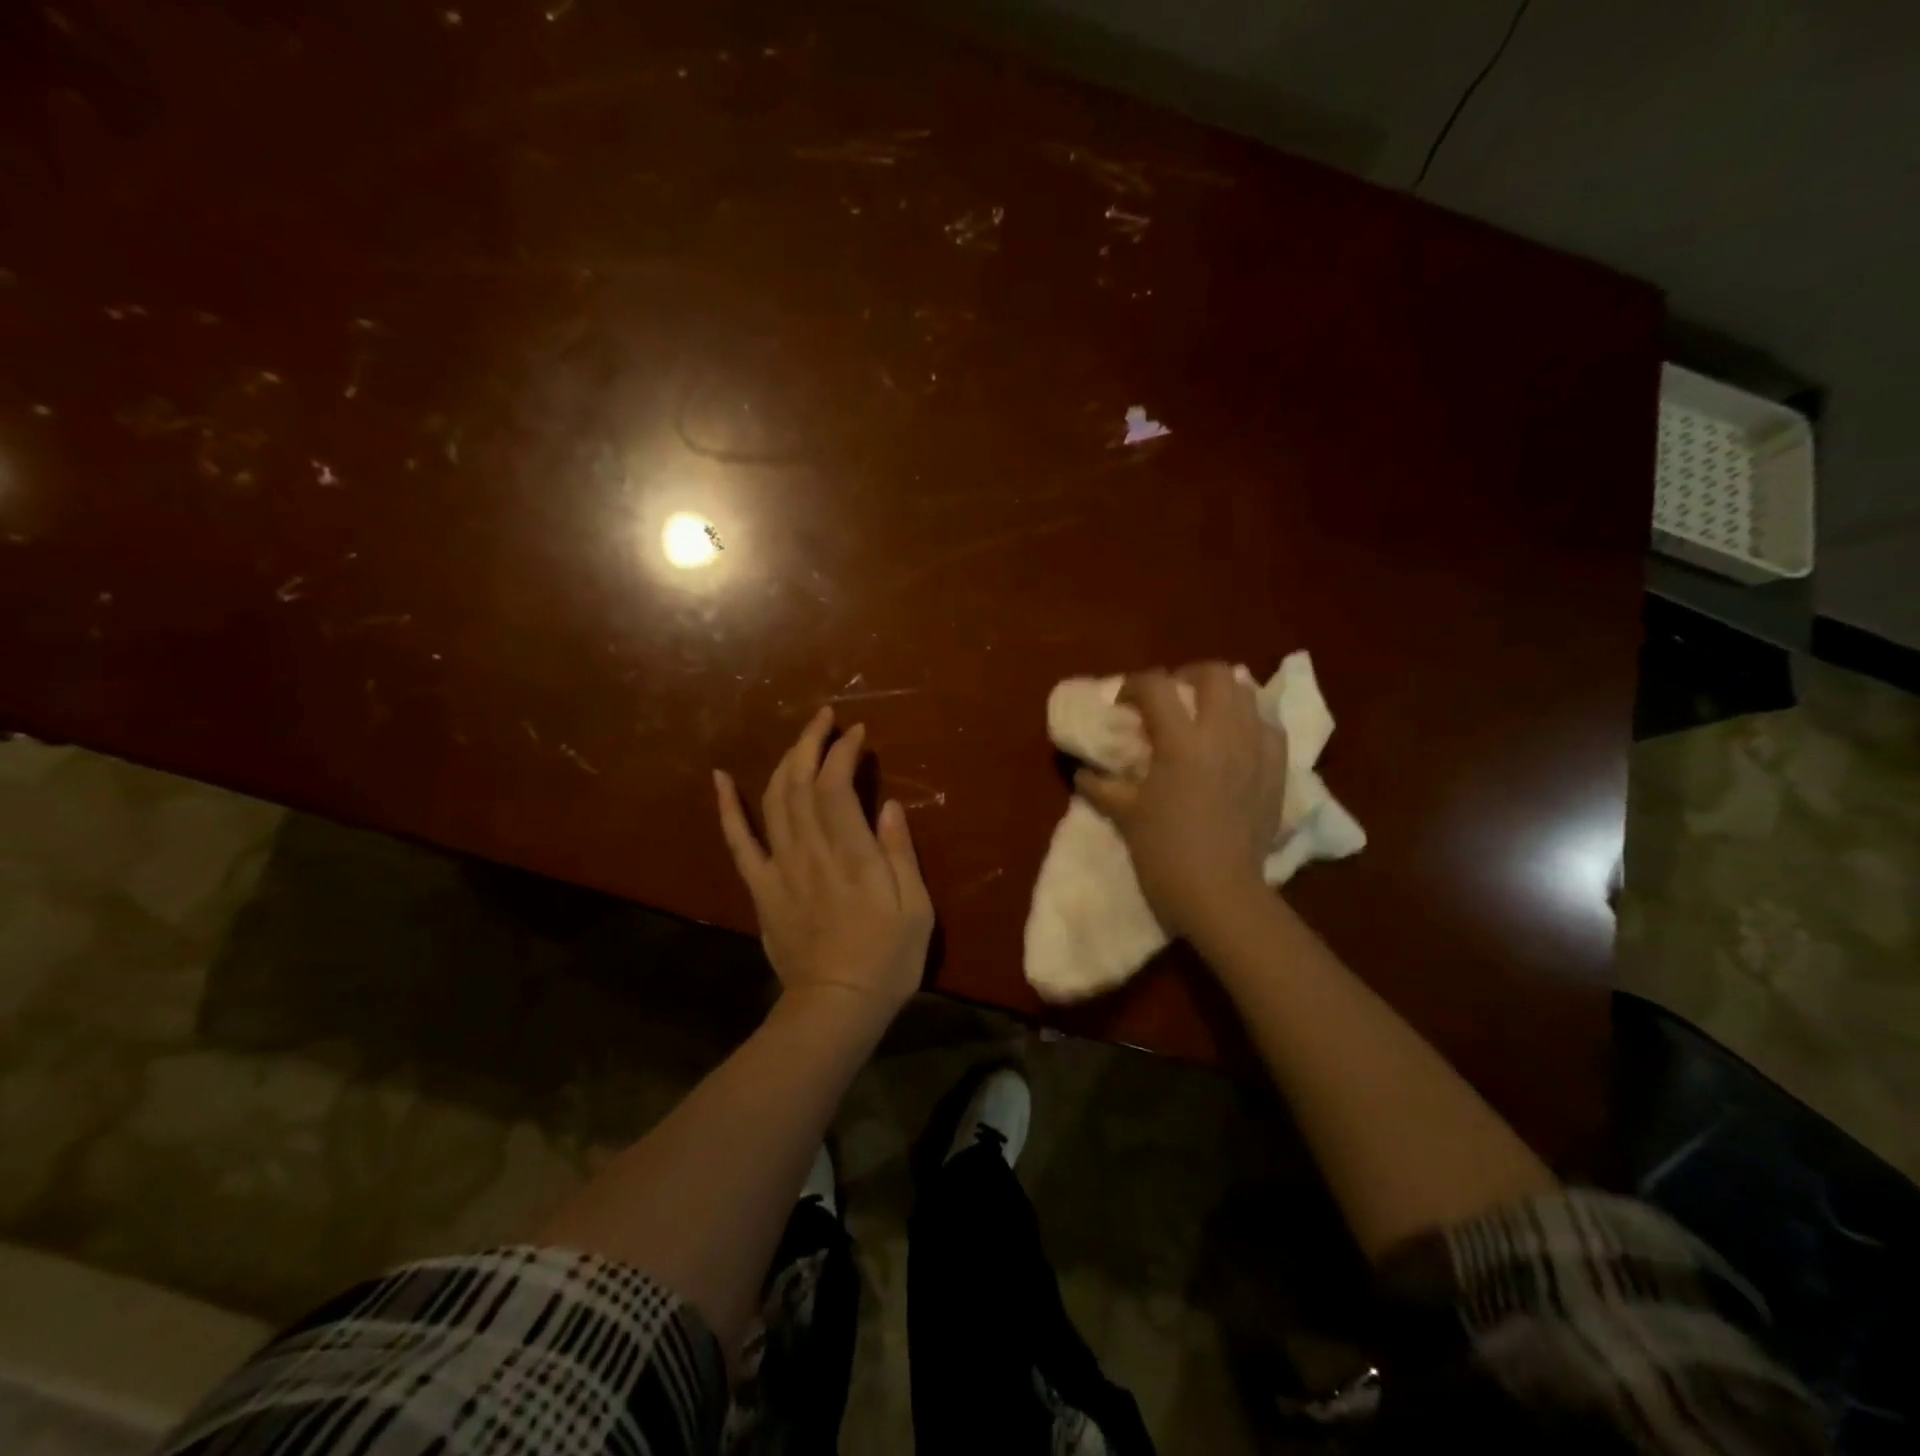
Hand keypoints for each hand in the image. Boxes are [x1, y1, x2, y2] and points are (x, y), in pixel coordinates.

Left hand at [715, 707, 934, 1028]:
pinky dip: (728, 807)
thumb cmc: (887, 959)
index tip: (857, 733)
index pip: (837, 787)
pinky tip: (720, 779)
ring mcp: (779, 868)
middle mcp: (811, 852)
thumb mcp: (916, 909)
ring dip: (784, 762)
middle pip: (801, 783)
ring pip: (774, 801)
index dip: (843, 752)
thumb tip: (888, 805)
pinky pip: (738, 841)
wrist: (836, 1006)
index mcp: (852, 855)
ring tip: (800, 739)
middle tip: (826, 718)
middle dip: (811, 743)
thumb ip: (900, 853)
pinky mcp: (761, 887)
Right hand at [1075, 663, 1288, 939]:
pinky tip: (1237, 740)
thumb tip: (1083, 772)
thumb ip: (1101, 787)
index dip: (1134, 685)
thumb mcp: (1125, 815)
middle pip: (1212, 674)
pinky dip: (1251, 722)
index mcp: (1181, 741)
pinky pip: (1270, 727)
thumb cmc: (1164, 853)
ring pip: (1247, 694)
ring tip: (1204, 713)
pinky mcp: (1278, 771)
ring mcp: (1256, 750)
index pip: (1155, 686)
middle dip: (1185, 676)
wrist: (1219, 893)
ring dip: (1222, 694)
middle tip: (1170, 698)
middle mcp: (1223, 734)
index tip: (1123, 703)